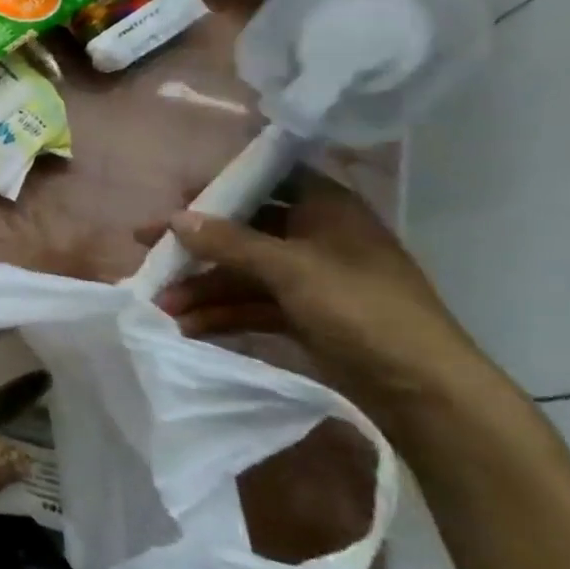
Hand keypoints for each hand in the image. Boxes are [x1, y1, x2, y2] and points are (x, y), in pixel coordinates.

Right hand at [136, 168, 495, 425]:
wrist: (423, 389)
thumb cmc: (362, 309)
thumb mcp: (291, 268)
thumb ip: (230, 242)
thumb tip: (176, 218)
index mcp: (327, 210)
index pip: (270, 178)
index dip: (225, 182)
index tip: (180, 193)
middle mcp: (316, 238)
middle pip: (244, 230)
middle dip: (197, 244)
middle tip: (146, 245)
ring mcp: (309, 280)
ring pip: (242, 273)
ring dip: (202, 287)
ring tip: (159, 304)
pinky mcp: (304, 316)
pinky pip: (251, 305)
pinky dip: (221, 313)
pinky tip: (187, 326)